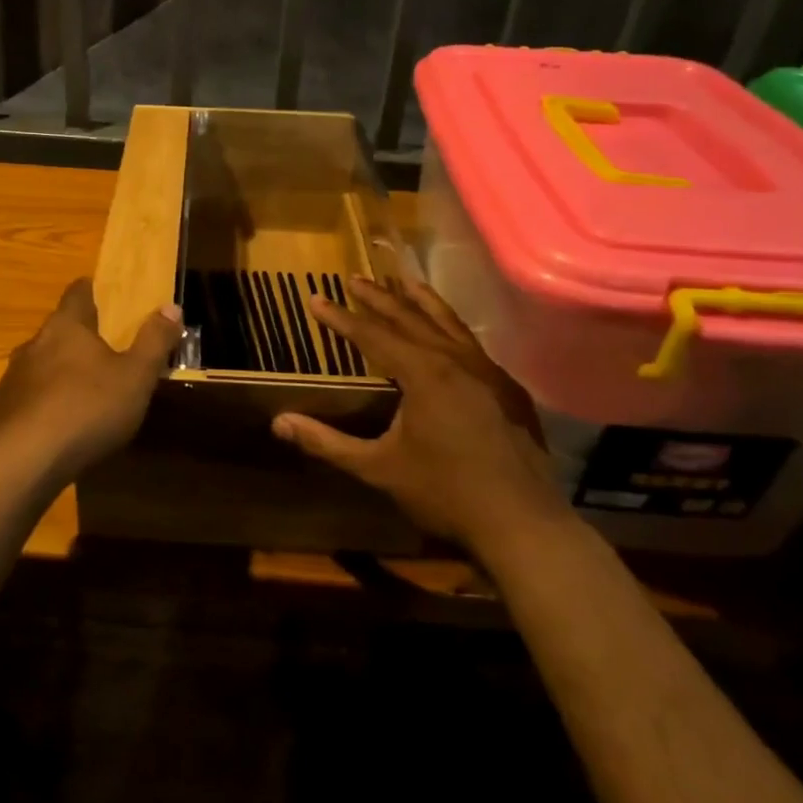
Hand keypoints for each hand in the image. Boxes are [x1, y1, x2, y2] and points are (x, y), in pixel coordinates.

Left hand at [0, 279, 181, 479]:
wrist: (26, 461)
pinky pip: (31, 395)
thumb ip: (154, 341)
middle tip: (109, 352)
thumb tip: (171, 307)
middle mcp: (34, 343)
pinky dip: (47, 401)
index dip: (93, 291)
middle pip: (60, 329)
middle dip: (82, 337)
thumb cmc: (88, 408)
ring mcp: (14, 377)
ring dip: (63, 371)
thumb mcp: (136, 376)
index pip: (77, 292)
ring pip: (43, 363)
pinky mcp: (3, 410)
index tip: (108, 298)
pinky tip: (63, 423)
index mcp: (66, 326)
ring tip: (87, 391)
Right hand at [272, 277, 562, 544]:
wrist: (523, 524)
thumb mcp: (377, 468)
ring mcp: (489, 372)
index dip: (341, 318)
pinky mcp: (508, 389)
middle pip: (410, 318)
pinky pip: (472, 344)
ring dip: (421, 301)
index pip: (373, 335)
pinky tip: (447, 334)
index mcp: (424, 373)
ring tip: (403, 281)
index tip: (316, 298)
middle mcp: (456, 360)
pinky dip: (451, 327)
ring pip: (449, 323)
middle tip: (354, 279)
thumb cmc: (445, 493)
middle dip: (379, 298)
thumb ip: (327, 442)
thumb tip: (279, 423)